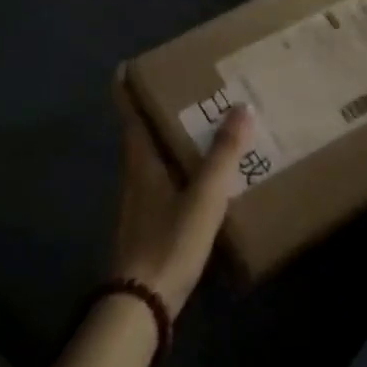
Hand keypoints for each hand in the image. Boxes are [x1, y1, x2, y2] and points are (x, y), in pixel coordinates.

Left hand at [109, 78, 253, 314]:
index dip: (125, 88)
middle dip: (155, 109)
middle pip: (141, 133)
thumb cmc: (169, 242)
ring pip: (153, 157)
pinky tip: (200, 175)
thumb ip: (222, 155)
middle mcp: (136, 176)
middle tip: (186, 89)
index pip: (129, 114)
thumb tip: (241, 107)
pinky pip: (164, 180)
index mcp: (142, 162)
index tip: (128, 64)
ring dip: (168, 138)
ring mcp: (140, 201)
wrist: (142, 302)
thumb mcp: (204, 197)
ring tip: (199, 125)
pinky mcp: (150, 222)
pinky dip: (178, 166)